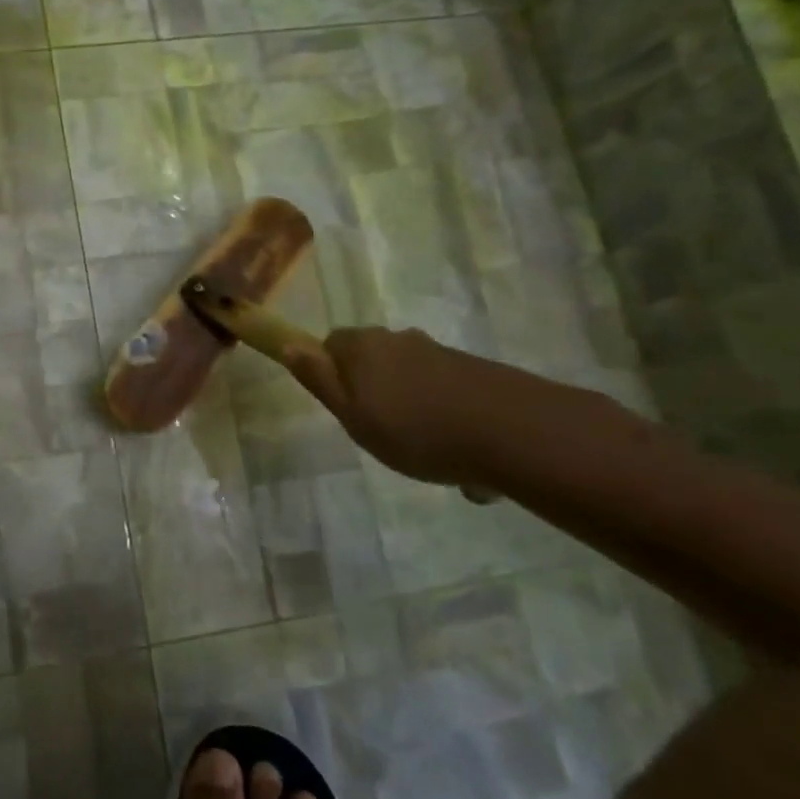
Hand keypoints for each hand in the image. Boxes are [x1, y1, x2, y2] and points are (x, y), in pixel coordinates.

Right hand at [285, 326, 498, 486]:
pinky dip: (446, 421)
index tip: (344, 409)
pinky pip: (444, 396)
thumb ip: (319, 379)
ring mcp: (439, 353)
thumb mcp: (352, 415)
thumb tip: (288, 344)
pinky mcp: (474, 371)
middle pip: (372, 362)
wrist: (511, 433)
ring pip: (409, 382)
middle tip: (382, 434)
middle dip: (374, 394)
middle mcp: (398, 339)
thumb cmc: (415, 429)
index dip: (331, 376)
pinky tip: (461, 459)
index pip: (330, 346)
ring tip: (427, 456)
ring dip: (413, 412)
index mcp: (363, 346)